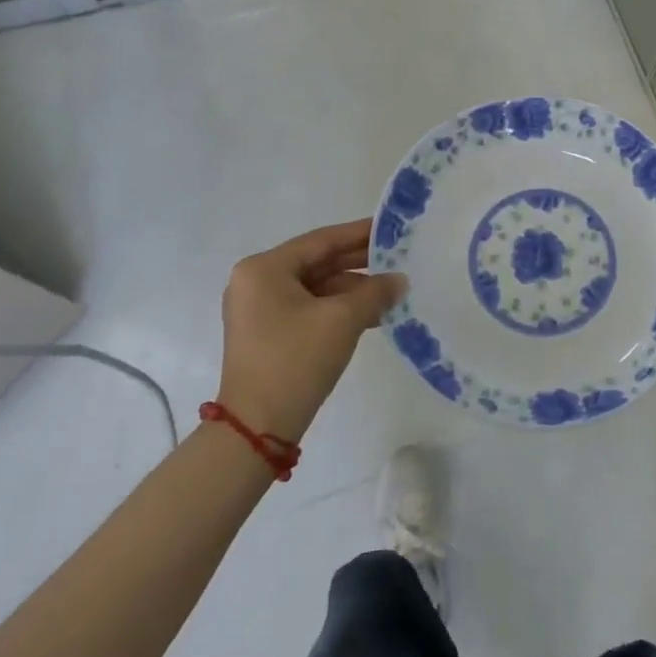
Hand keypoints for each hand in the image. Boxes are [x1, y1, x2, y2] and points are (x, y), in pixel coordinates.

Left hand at [219, 219, 404, 440]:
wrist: (257, 428)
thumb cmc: (295, 360)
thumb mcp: (342, 320)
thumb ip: (375, 292)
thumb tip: (399, 280)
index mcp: (264, 269)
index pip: (321, 241)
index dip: (359, 234)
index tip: (391, 228)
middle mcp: (256, 282)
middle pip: (317, 263)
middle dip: (359, 264)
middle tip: (398, 257)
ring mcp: (259, 310)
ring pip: (315, 288)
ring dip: (352, 290)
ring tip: (392, 292)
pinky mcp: (267, 334)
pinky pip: (308, 309)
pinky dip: (338, 309)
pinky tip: (371, 315)